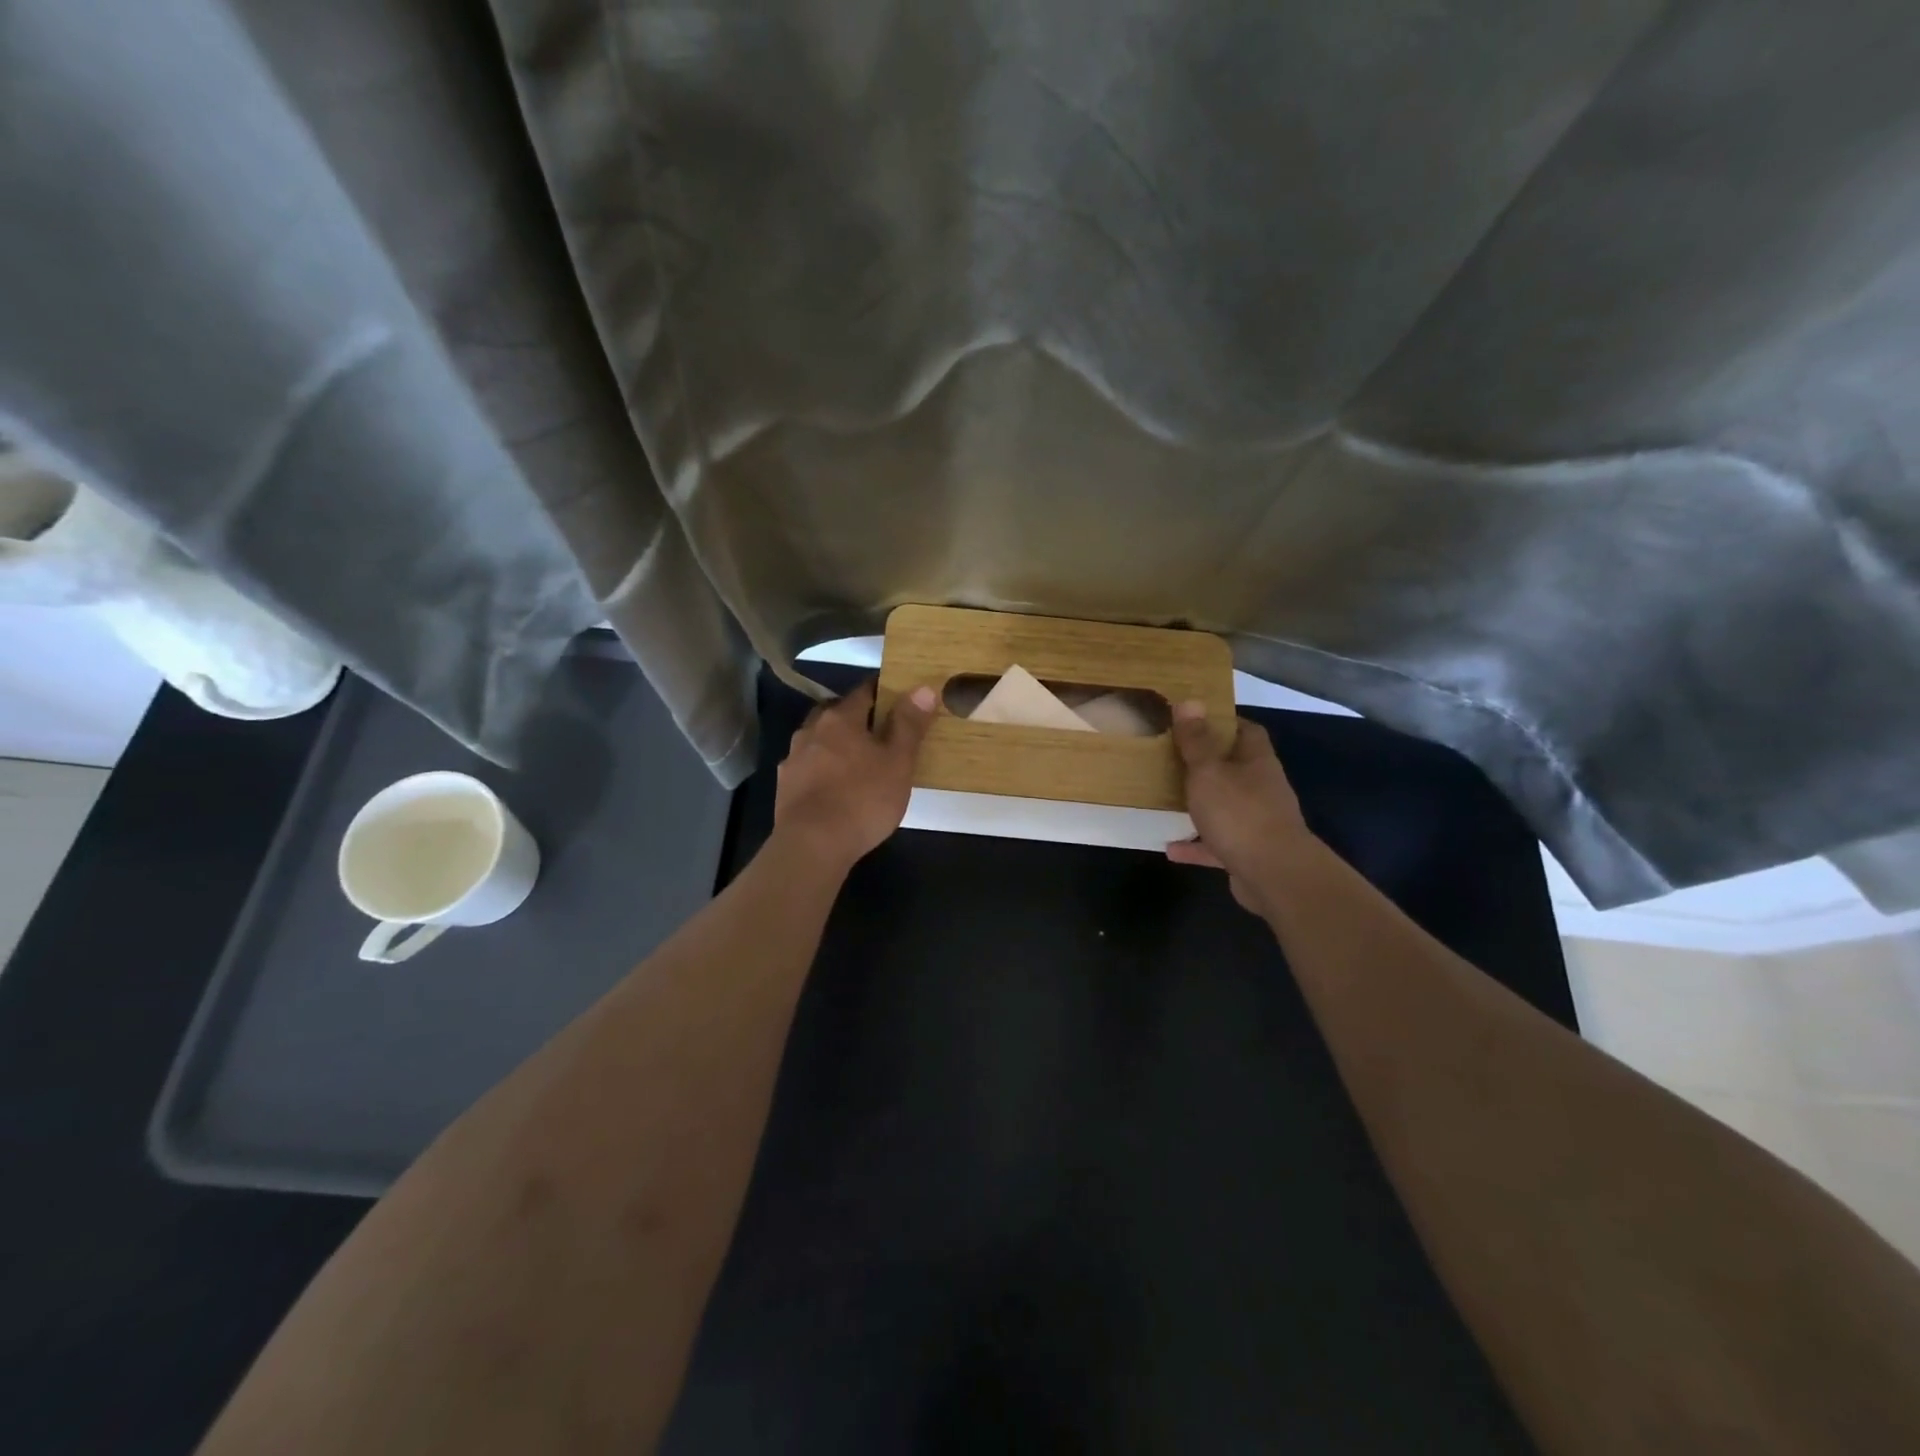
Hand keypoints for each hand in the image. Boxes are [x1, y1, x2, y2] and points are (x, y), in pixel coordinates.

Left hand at [774, 679, 935, 870]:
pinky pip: (807, 767)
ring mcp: (793, 759)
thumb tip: (923, 688)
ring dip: (835, 743)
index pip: (864, 691)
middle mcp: (811, 731)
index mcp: (840, 718)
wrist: (812, 845)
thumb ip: (909, 725)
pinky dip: (822, 769)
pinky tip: (834, 786)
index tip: (899, 697)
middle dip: (855, 717)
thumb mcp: (898, 762)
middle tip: (878, 730)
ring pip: (818, 740)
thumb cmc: (863, 799)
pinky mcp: (784, 787)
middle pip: (835, 712)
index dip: (883, 691)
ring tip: (856, 760)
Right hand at [1165, 701, 1315, 917]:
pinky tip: (1170, 849)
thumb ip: (1197, 741)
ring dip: (1201, 805)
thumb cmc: (1239, 813)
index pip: (1247, 731)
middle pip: (1235, 768)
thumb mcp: (1209, 772)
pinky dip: (1196, 846)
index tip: (1194, 720)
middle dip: (1208, 764)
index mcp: (1256, 762)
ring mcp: (1257, 822)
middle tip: (1172, 758)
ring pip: (1226, 806)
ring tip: (1168, 801)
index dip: (1224, 723)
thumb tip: (1190, 701)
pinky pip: (1217, 844)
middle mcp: (1261, 788)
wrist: (1274, 875)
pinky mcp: (1248, 853)